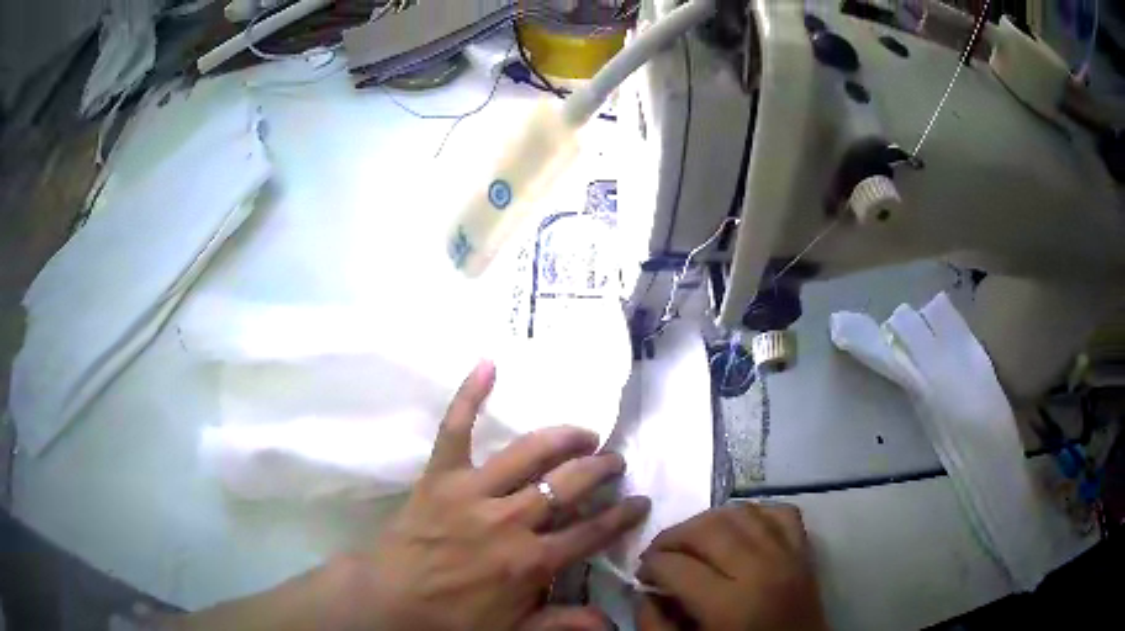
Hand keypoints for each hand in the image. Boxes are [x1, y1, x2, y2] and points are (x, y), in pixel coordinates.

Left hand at [331, 361, 650, 630]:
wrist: (388, 599)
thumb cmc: (452, 619)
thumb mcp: (514, 630)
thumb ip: (562, 624)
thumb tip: (612, 625)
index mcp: (531, 561)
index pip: (591, 532)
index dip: (621, 516)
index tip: (640, 501)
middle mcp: (510, 520)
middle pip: (568, 485)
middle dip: (600, 469)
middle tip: (614, 461)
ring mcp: (473, 492)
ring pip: (529, 453)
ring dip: (563, 438)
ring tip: (584, 432)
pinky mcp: (439, 475)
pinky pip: (454, 429)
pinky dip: (469, 395)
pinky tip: (487, 364)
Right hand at [635, 503, 827, 630]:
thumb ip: (655, 626)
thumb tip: (643, 593)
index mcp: (729, 605)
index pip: (677, 566)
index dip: (650, 566)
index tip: (643, 575)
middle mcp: (761, 570)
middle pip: (707, 529)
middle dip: (673, 536)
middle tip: (659, 554)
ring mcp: (788, 555)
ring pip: (741, 512)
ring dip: (708, 521)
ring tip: (694, 542)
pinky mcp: (805, 551)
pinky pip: (780, 512)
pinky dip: (756, 514)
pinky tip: (739, 532)